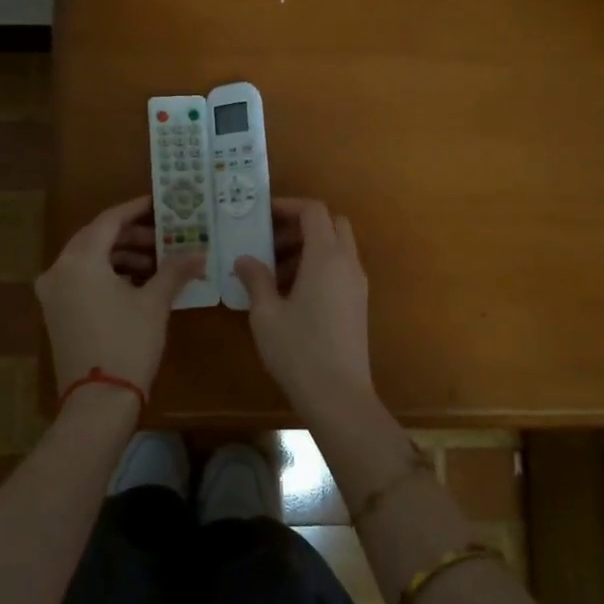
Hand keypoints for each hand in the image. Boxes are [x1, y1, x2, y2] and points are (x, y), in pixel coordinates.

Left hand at [36, 196, 203, 397]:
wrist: (97, 403)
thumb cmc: (127, 344)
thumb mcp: (155, 303)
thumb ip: (175, 270)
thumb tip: (199, 252)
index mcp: (79, 260)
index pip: (109, 220)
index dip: (137, 210)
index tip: (161, 204)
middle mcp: (59, 270)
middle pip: (97, 238)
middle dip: (132, 235)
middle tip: (165, 236)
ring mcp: (53, 293)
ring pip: (89, 260)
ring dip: (122, 256)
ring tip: (157, 263)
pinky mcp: (56, 313)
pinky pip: (82, 279)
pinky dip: (108, 275)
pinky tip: (138, 284)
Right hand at [235, 199, 371, 413]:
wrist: (339, 396)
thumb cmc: (298, 350)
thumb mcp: (266, 314)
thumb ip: (256, 279)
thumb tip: (244, 259)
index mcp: (326, 257)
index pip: (314, 211)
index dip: (288, 206)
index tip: (262, 215)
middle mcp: (348, 263)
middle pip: (331, 224)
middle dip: (301, 225)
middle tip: (270, 242)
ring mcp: (358, 284)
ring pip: (337, 247)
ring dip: (309, 247)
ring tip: (274, 272)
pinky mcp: (358, 304)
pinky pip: (340, 269)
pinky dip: (319, 266)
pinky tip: (292, 293)